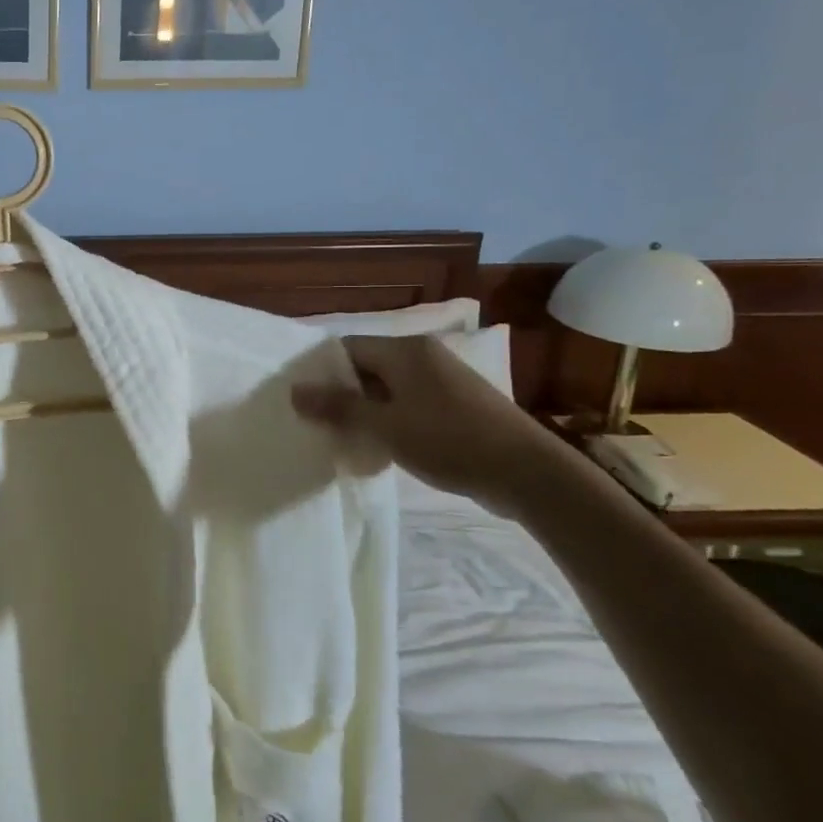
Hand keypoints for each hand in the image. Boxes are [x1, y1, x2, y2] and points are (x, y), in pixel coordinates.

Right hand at [291, 335, 562, 511]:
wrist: (528, 473)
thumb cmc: (449, 440)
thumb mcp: (385, 426)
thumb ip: (338, 407)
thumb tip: (294, 391)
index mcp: (405, 350)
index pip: (346, 348)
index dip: (321, 371)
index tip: (301, 399)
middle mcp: (423, 356)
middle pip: (366, 367)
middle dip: (341, 393)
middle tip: (317, 422)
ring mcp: (443, 380)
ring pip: (387, 388)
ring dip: (365, 410)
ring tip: (344, 437)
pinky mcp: (456, 405)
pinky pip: (409, 404)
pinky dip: (390, 420)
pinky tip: (381, 447)